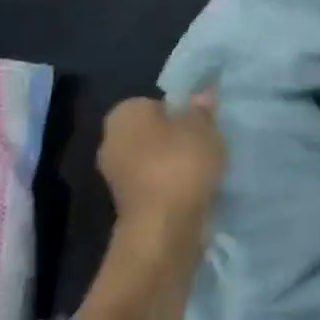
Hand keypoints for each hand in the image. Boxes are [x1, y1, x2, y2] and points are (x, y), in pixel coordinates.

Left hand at [97, 93, 224, 235]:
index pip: (155, 102)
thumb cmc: (180, 164)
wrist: (163, 227)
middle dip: (177, 137)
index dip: (182, 110)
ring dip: (176, 163)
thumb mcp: (203, 127)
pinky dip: (173, 185)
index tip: (203, 123)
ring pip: (154, 159)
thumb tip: (202, 93)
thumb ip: (202, 109)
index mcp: (124, 114)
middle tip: (208, 143)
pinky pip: (156, 183)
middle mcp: (111, 140)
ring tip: (207, 168)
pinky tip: (196, 189)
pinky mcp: (128, 203)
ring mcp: (116, 175)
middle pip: (153, 131)